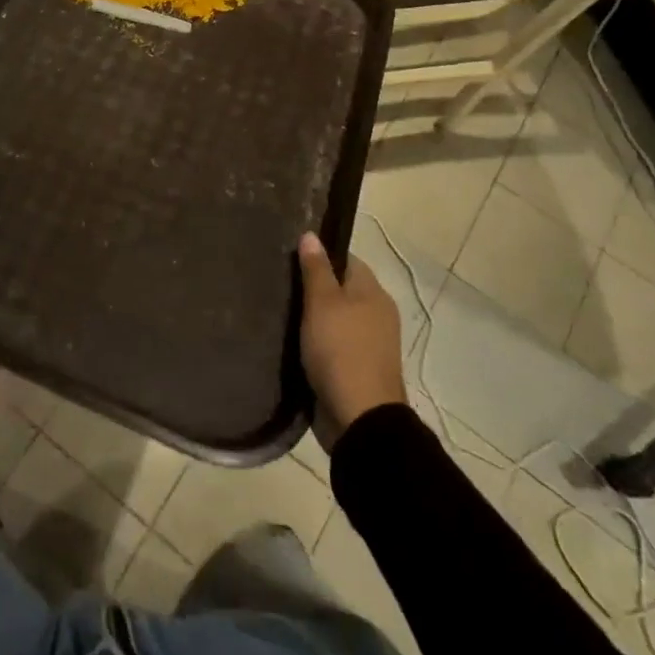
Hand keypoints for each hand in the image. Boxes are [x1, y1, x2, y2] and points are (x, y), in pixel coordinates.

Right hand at [298, 232, 406, 450]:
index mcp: (373, 292)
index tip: (289, 257)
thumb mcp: (323, 303)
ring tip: (278, 310)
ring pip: (335, 319)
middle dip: (312, 288)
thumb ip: (316, 269)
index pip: (345, 259)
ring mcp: (369, 344)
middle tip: (278, 283)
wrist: (360, 419)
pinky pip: (333, 344)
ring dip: (312, 317)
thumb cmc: (341, 350)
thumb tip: (311, 235)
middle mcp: (376, 313)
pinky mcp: (357, 368)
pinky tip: (291, 340)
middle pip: (340, 289)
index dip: (319, 256)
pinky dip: (316, 342)